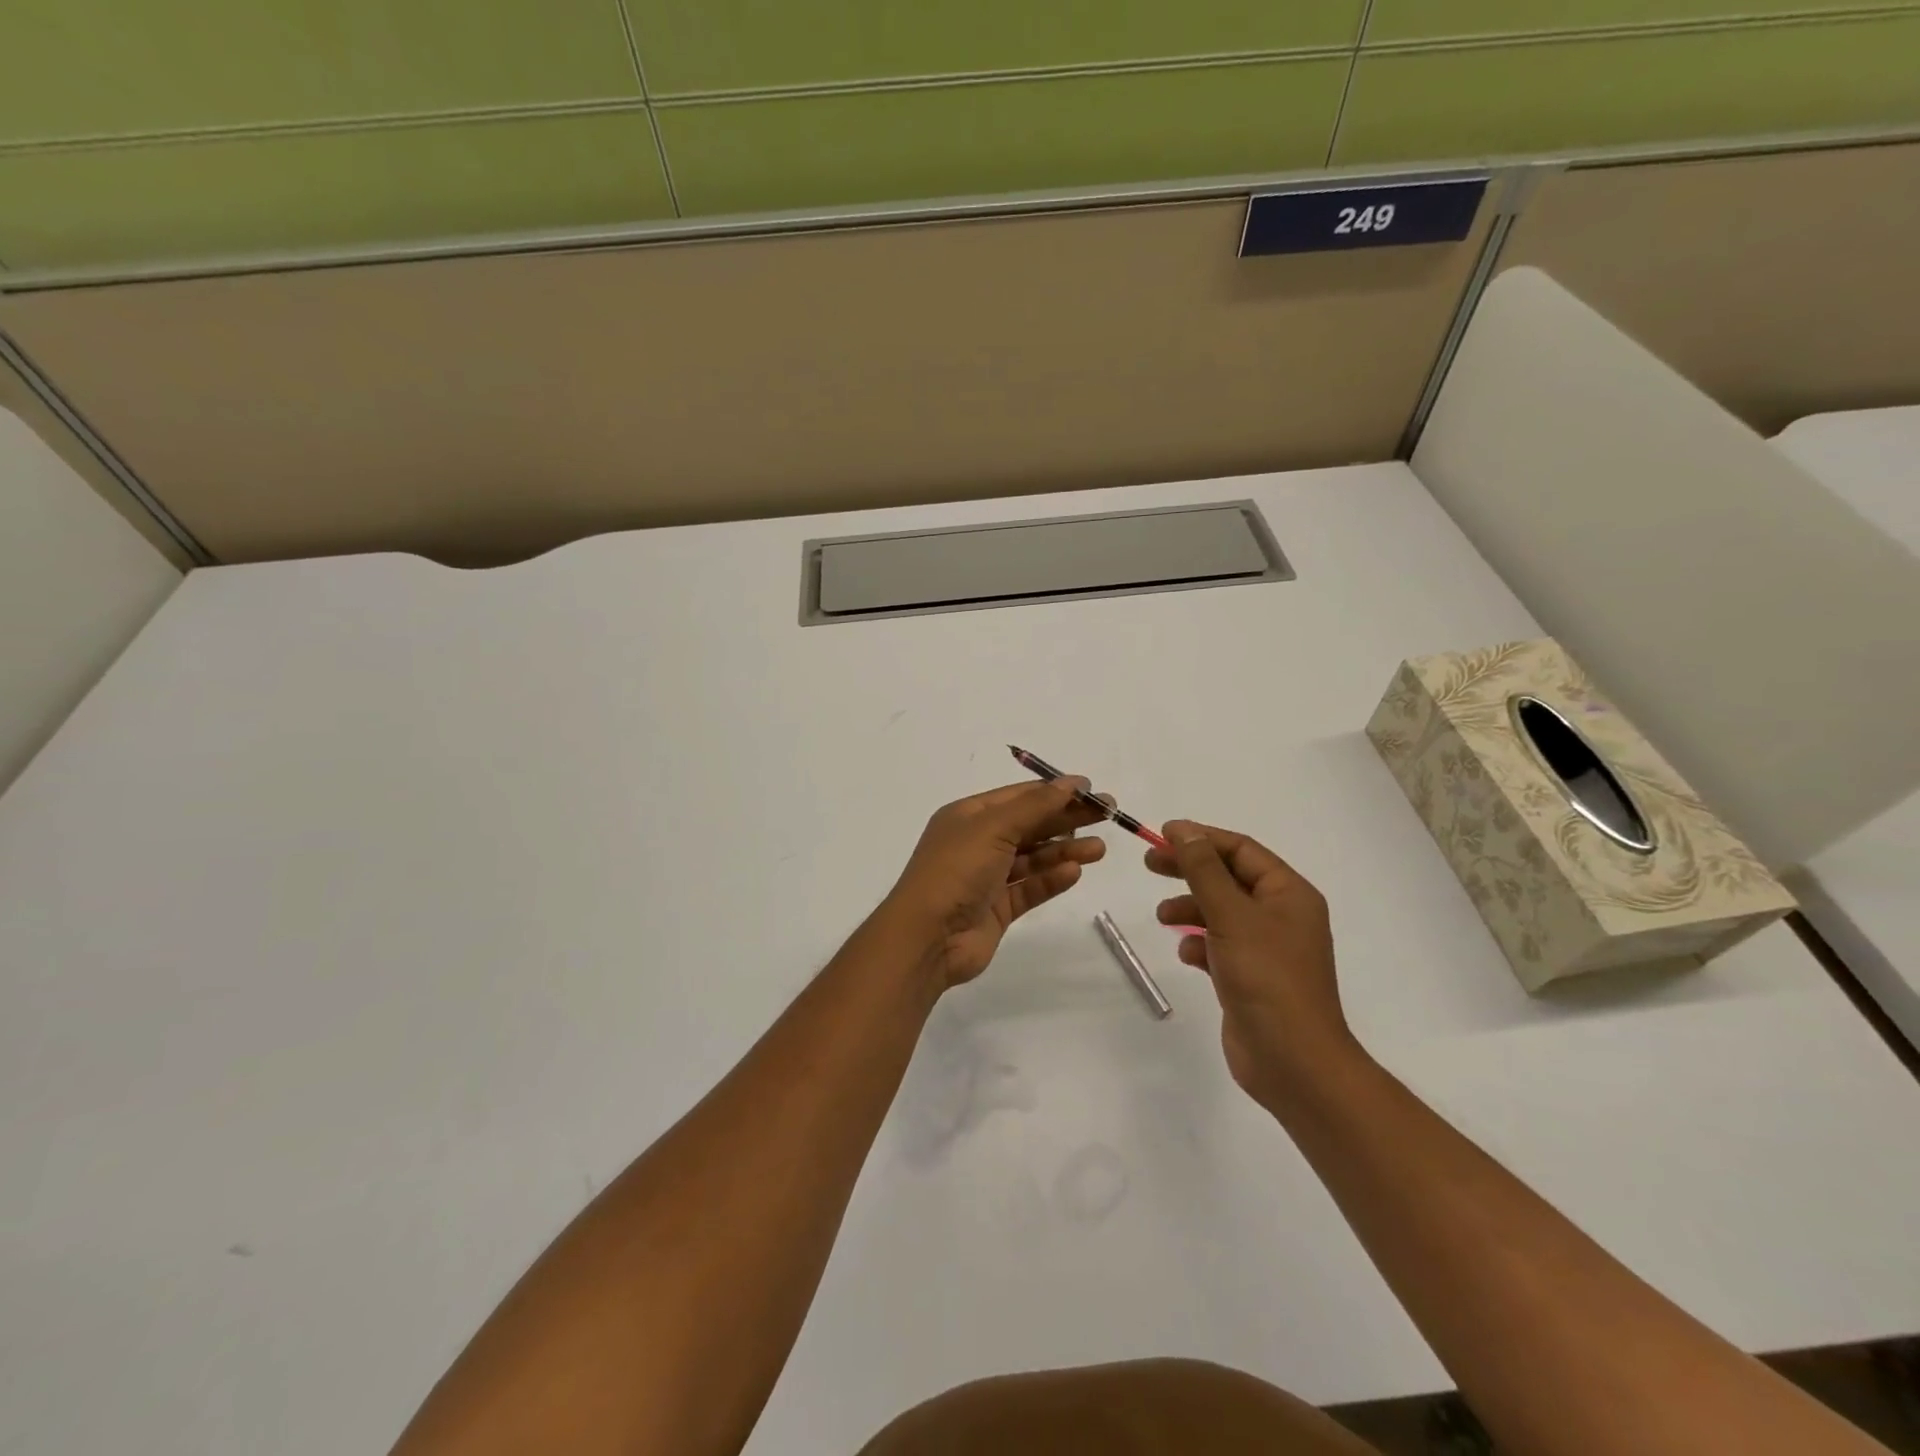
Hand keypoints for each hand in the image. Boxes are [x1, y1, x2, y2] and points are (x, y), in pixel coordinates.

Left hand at [883, 780, 1108, 990]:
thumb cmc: (956, 870)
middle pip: (1030, 825)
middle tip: (1109, 815)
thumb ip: (1036, 806)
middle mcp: (977, 843)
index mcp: (969, 816)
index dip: (1055, 792)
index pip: (1019, 796)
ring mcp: (987, 878)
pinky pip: (1029, 888)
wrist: (927, 936)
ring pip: (1033, 858)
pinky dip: (1051, 880)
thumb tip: (1071, 782)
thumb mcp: (994, 827)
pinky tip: (1075, 872)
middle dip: (1067, 819)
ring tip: (1100, 849)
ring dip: (1065, 851)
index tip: (1091, 791)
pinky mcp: (997, 909)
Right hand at [1147, 821, 1357, 1109]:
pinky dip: (1200, 944)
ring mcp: (1267, 949)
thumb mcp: (1231, 914)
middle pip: (1228, 878)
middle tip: (1150, 864)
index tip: (1162, 834)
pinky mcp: (1252, 978)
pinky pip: (1220, 946)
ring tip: (1162, 916)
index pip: (1241, 850)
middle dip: (1190, 870)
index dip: (1201, 838)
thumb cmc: (1266, 977)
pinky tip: (1186, 954)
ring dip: (1190, 909)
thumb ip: (1204, 870)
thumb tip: (1184, 830)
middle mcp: (1282, 915)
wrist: (1293, 1061)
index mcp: (1289, 893)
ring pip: (1221, 913)